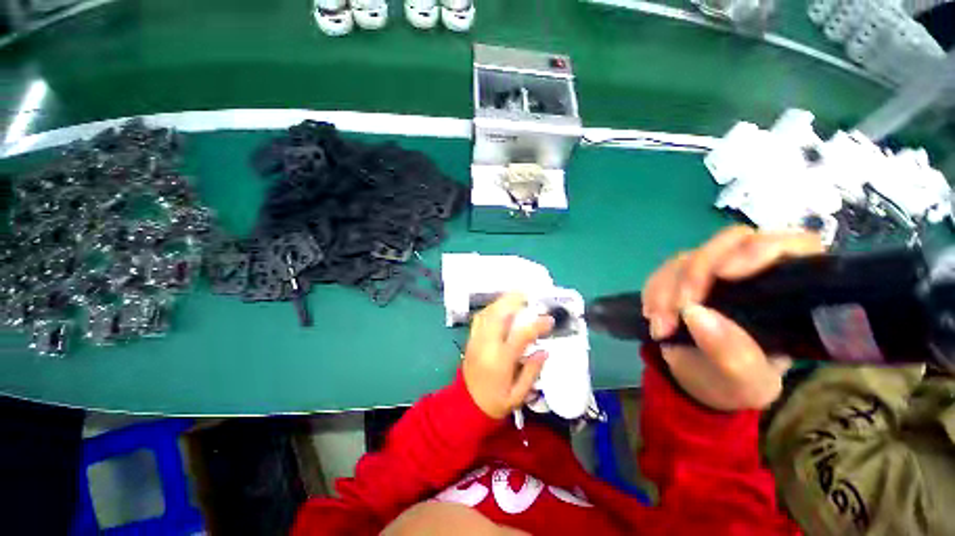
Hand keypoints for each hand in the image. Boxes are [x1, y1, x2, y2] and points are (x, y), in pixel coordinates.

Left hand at [463, 293, 554, 419]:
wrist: (465, 405)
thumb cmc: (495, 402)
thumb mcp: (518, 395)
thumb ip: (532, 372)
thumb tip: (544, 351)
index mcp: (501, 360)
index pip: (521, 335)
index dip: (537, 324)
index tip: (549, 319)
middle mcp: (487, 344)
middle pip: (499, 314)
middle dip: (514, 301)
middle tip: (529, 295)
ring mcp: (476, 339)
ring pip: (488, 313)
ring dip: (502, 302)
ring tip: (516, 297)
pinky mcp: (470, 338)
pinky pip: (480, 317)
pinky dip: (491, 308)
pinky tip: (500, 307)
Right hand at [642, 226, 824, 410]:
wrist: (701, 381)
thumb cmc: (738, 384)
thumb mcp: (745, 382)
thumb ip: (732, 354)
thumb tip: (695, 314)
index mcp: (790, 294)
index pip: (792, 245)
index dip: (761, 249)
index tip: (725, 274)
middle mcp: (753, 273)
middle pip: (730, 243)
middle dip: (696, 273)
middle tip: (679, 309)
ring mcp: (714, 272)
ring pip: (689, 257)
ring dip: (666, 289)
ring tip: (660, 326)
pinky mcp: (684, 277)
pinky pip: (663, 271)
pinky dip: (652, 291)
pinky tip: (652, 315)